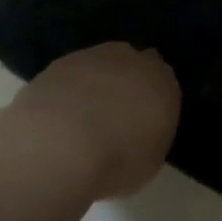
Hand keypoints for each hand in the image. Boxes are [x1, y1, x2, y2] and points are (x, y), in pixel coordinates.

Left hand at [9, 42, 180, 199]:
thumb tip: (138, 134)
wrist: (60, 146)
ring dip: (95, 85)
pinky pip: (69, 76)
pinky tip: (56, 118)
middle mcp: (132, 61)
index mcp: (163, 83)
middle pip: (134, 66)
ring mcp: (93, 58)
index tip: (142, 124)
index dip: (153, 102)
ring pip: (100, 66)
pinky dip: (66, 92)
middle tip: (114, 118)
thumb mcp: (150, 162)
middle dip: (127, 85)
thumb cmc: (117, 161)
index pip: (165, 84)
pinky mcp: (57, 65)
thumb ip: (149, 137)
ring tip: (80, 121)